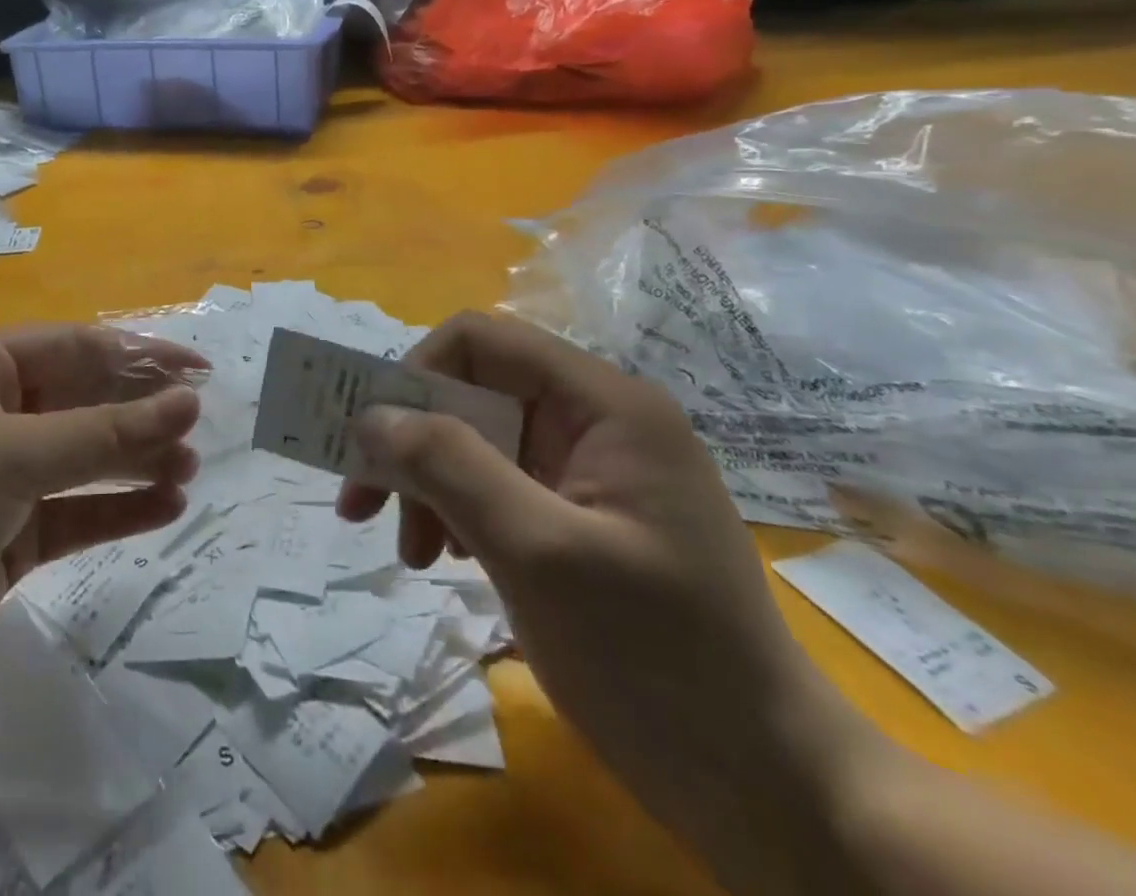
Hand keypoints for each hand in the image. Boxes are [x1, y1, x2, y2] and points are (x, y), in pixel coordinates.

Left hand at [0, 325, 204, 739]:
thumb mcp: (9, 456)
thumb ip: (103, 432)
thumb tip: (187, 402)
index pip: (72, 347)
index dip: (137, 354)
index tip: (196, 370)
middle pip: (80, 401)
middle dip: (138, 411)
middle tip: (198, 425)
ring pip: (82, 459)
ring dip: (135, 461)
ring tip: (188, 469)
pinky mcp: (4, 542)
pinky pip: (73, 513)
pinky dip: (117, 510)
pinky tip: (165, 508)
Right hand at [339, 311, 874, 892]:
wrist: (771, 794)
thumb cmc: (657, 663)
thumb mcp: (538, 554)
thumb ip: (449, 466)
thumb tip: (372, 415)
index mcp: (604, 403)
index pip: (481, 341)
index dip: (415, 375)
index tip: (372, 443)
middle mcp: (598, 419)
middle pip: (474, 392)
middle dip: (413, 443)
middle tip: (364, 504)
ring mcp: (594, 468)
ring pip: (478, 439)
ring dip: (429, 484)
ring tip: (411, 553)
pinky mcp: (585, 514)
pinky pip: (500, 483)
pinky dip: (459, 511)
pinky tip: (447, 558)